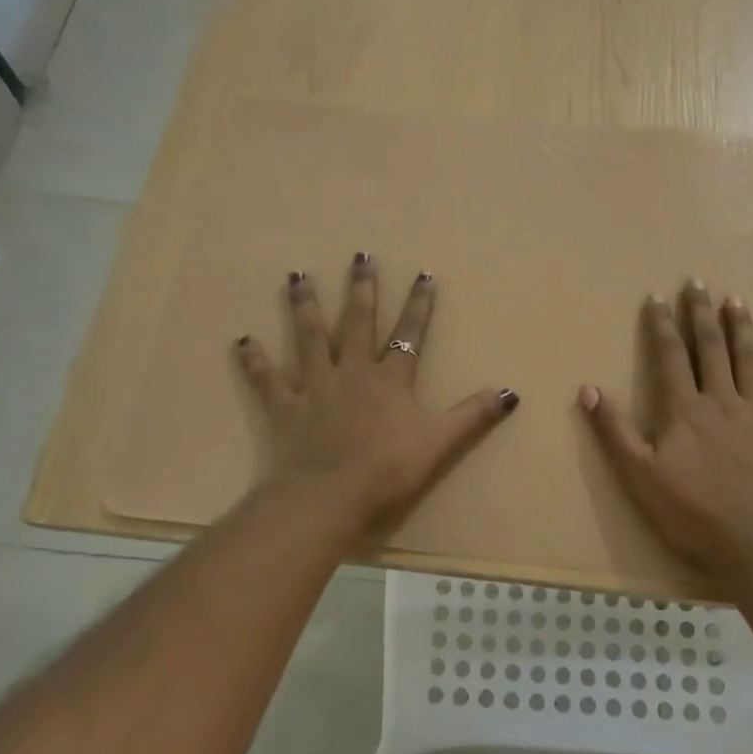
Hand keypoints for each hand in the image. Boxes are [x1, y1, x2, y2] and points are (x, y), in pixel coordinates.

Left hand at [236, 254, 517, 538]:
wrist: (329, 497)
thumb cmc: (387, 471)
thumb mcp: (439, 444)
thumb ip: (473, 416)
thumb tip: (511, 392)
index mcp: (389, 380)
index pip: (409, 334)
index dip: (419, 305)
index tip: (424, 273)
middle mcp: (352, 372)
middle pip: (357, 323)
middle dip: (361, 289)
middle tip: (360, 256)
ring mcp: (315, 387)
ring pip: (309, 338)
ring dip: (304, 306)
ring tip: (297, 276)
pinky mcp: (285, 408)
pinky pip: (267, 380)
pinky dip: (254, 361)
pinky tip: (241, 340)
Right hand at [580, 280, 752, 582]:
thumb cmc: (690, 513)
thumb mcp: (638, 475)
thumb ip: (614, 430)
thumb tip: (588, 389)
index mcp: (684, 409)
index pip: (670, 354)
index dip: (661, 323)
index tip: (657, 296)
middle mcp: (722, 401)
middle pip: (711, 347)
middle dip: (702, 313)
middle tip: (698, 282)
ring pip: (750, 360)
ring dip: (742, 328)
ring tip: (737, 300)